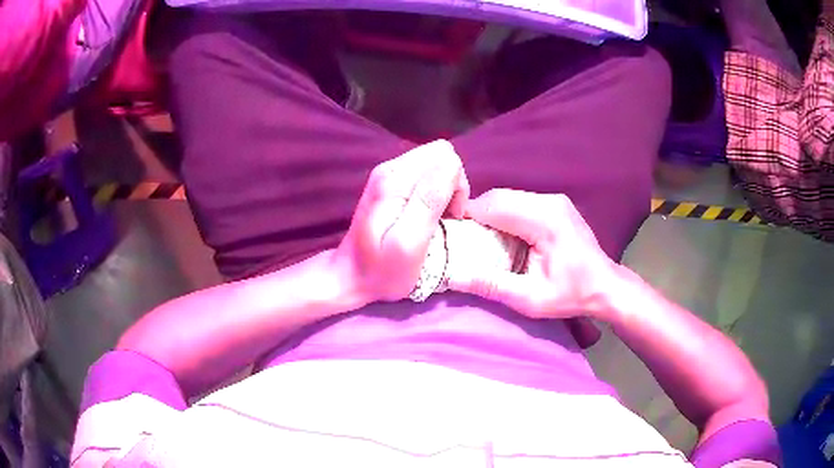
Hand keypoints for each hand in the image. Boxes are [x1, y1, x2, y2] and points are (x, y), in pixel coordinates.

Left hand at [332, 140, 469, 306]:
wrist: (350, 277)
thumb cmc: (382, 270)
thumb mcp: (409, 242)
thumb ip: (429, 200)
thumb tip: (452, 164)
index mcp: (394, 178)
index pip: (445, 156)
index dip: (456, 185)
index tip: (450, 216)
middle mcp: (391, 168)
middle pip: (441, 155)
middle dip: (452, 185)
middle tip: (445, 218)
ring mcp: (389, 174)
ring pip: (436, 165)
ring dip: (445, 191)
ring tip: (436, 221)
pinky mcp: (390, 184)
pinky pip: (426, 176)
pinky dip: (435, 194)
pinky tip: (426, 217)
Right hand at [448, 189, 618, 319]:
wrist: (605, 286)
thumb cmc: (571, 295)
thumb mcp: (529, 298)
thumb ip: (491, 285)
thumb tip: (453, 276)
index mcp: (545, 220)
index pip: (494, 205)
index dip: (467, 216)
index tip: (451, 235)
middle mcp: (549, 202)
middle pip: (499, 197)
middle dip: (476, 215)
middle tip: (462, 240)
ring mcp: (554, 200)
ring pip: (508, 197)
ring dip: (489, 215)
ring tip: (478, 240)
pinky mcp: (555, 205)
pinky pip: (520, 202)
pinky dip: (504, 215)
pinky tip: (501, 236)